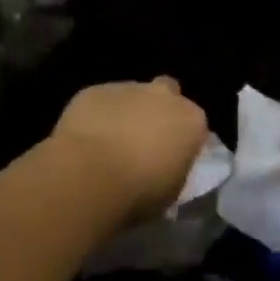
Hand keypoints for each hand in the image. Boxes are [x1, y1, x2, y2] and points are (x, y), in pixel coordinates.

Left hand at [50, 77, 209, 221]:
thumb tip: (166, 165)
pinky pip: (101, 101)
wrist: (88, 177)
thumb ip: (175, 168)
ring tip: (109, 142)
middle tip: (144, 138)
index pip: (194, 123)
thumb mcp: (172, 191)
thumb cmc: (139, 192)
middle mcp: (164, 96)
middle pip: (167, 93)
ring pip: (132, 95)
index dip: (182, 138)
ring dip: (126, 112)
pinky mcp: (94, 90)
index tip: (171, 155)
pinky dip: (97, 115)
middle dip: (158, 109)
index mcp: (191, 120)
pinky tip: (85, 138)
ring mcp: (128, 88)